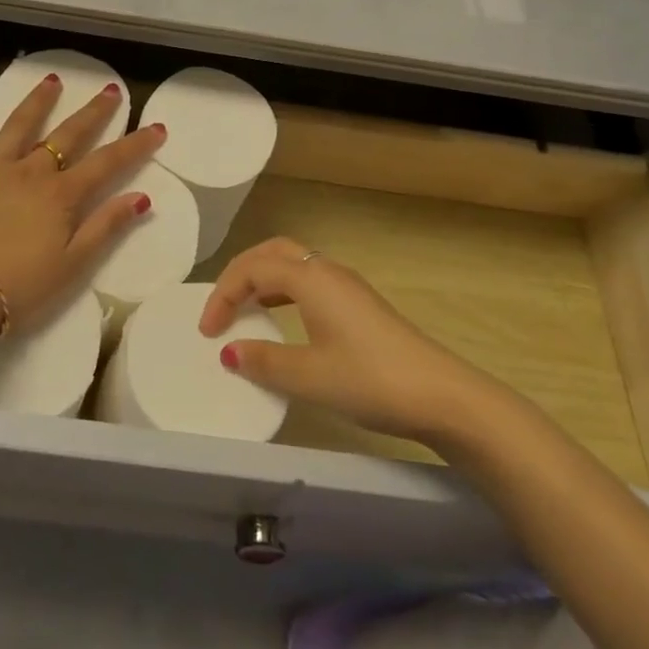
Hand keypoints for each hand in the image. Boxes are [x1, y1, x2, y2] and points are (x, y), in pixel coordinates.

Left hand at [0, 77, 165, 331]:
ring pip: (18, 126)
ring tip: (52, 80)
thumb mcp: (73, 265)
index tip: (156, 127)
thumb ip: (106, 227)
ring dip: (37, 101)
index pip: (107, 163)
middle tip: (110, 90)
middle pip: (67, 135)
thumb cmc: (20, 288)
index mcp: (61, 195)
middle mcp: (29, 172)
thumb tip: (141, 197)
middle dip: (93, 112)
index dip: (135, 145)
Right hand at [198, 237, 484, 443]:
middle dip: (240, 274)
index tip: (207, 332)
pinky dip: (283, 291)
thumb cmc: (371, 380)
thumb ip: (265, 362)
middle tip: (220, 308)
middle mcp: (327, 271)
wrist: (441, 395)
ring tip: (244, 310)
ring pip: (293, 264)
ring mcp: (347, 285)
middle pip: (272, 253)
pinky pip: (308, 281)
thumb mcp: (310, 377)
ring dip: (262, 279)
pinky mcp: (359, 303)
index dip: (223, 295)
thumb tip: (229, 352)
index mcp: (311, 279)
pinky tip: (281, 319)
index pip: (253, 269)